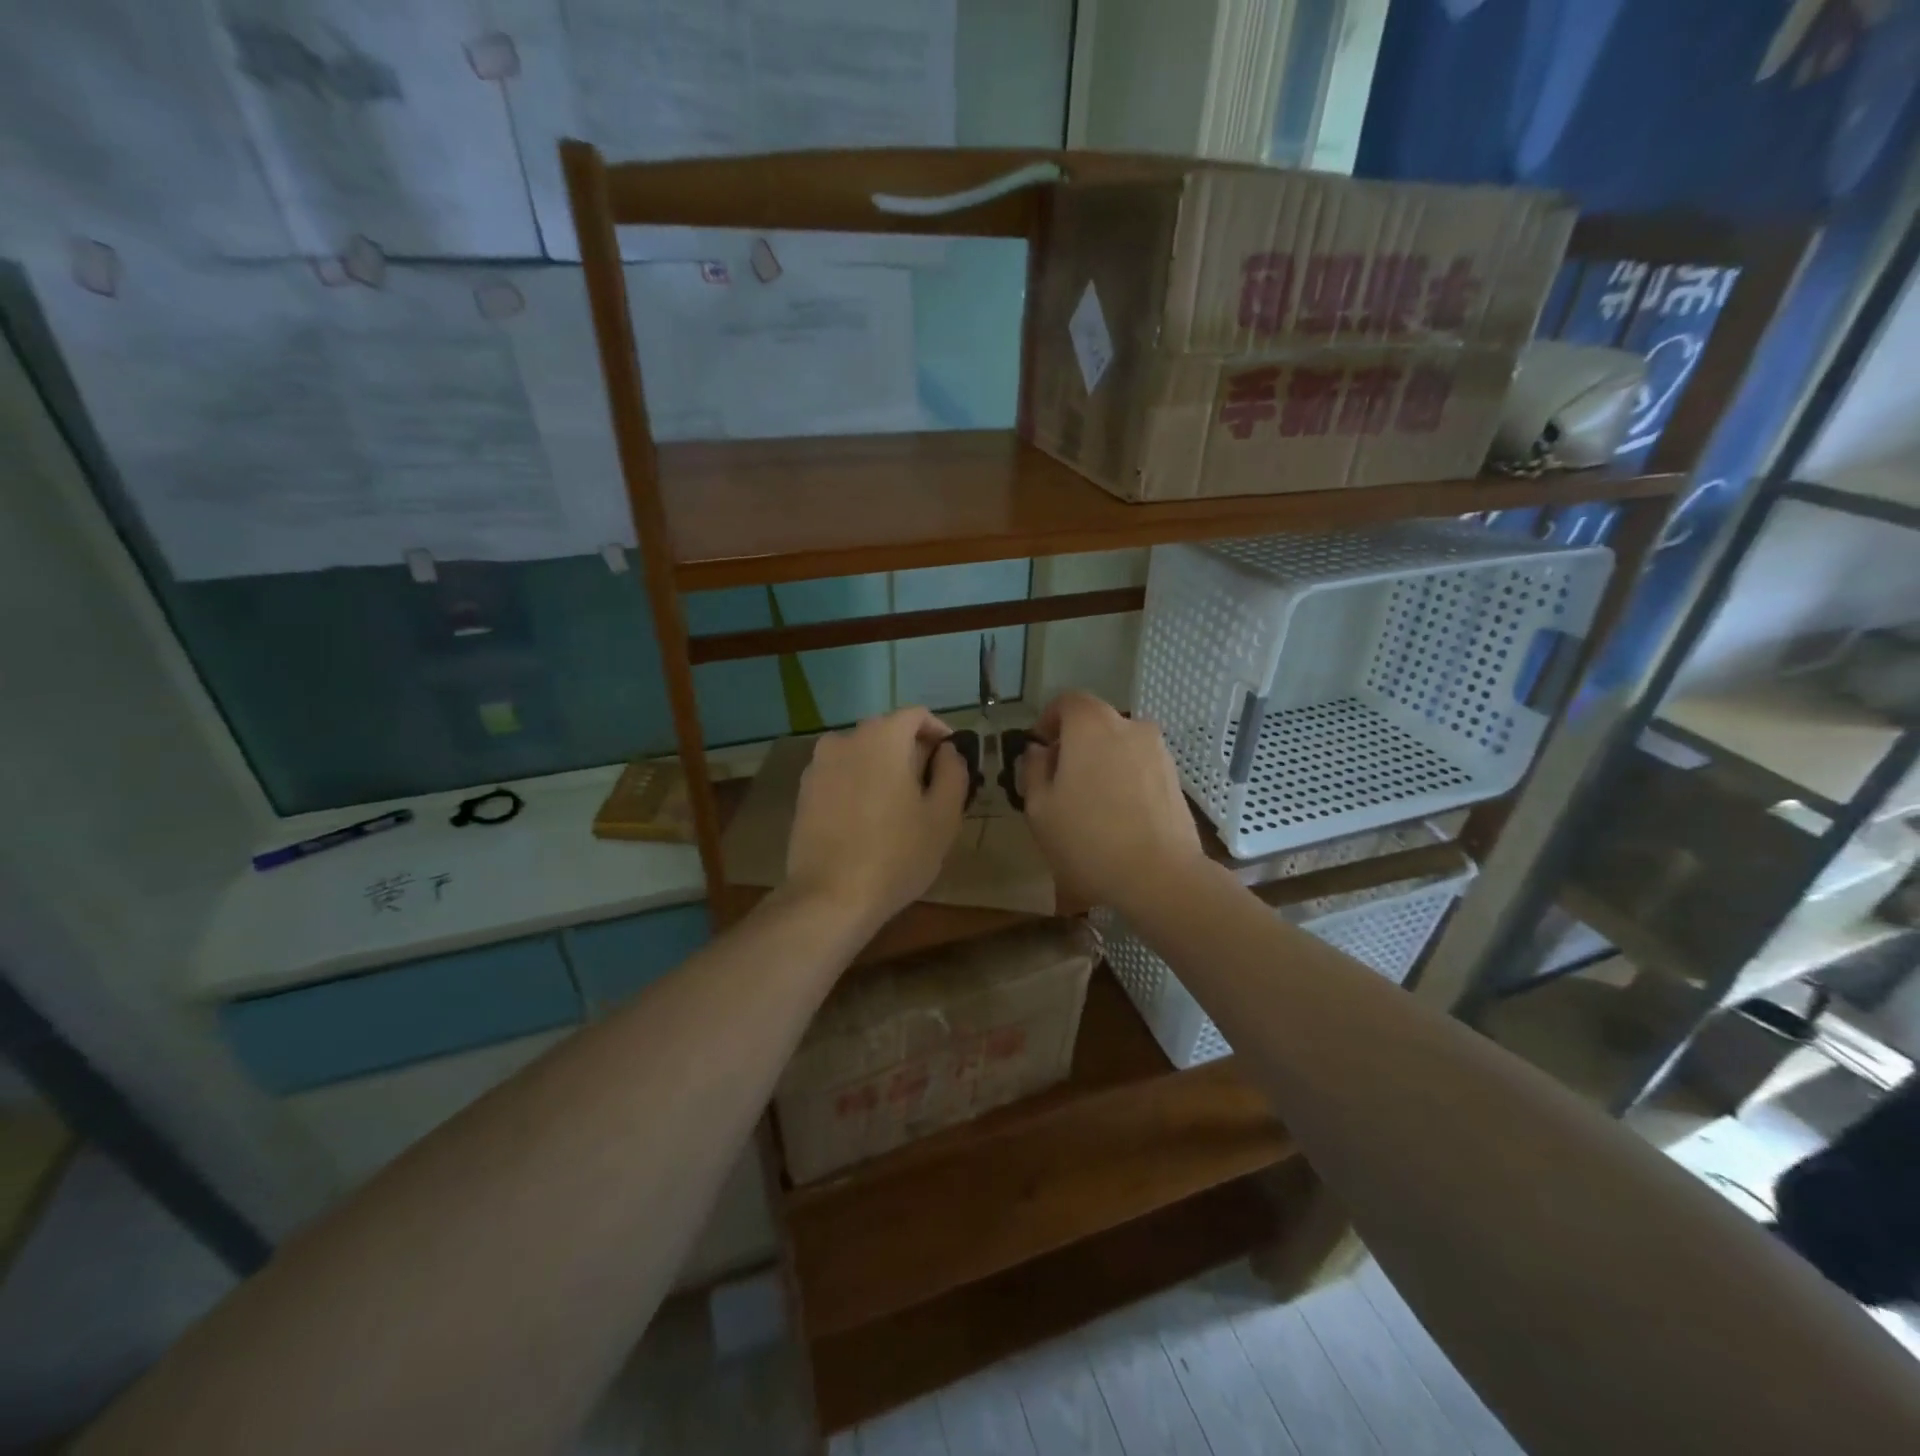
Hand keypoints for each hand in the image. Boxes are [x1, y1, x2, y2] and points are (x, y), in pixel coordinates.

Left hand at [785, 707, 969, 929]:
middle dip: (911, 752)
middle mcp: (845, 739)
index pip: (917, 715)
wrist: (829, 897)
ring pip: (862, 754)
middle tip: (930, 789)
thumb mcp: (943, 816)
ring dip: (883, 769)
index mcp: (882, 737)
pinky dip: (859, 785)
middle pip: (887, 732)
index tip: (951, 760)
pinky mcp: (804, 791)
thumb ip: (953, 772)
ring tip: (899, 807)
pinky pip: (841, 775)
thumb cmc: (896, 854)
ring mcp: (818, 765)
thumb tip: (947, 752)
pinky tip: (868, 820)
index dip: (939, 733)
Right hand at [1020, 691, 1203, 909]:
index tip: (1040, 748)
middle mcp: (1129, 726)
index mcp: (1092, 725)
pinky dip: (1124, 778)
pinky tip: (1117, 814)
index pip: (1068, 701)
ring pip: (1120, 744)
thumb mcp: (1040, 808)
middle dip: (1075, 742)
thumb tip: (1039, 752)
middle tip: (1059, 779)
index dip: (1049, 719)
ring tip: (1089, 801)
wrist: (1159, 876)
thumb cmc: (1088, 839)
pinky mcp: (1174, 777)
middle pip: (1095, 722)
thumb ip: (1033, 770)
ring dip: (1101, 761)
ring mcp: (1157, 751)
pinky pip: (1139, 765)